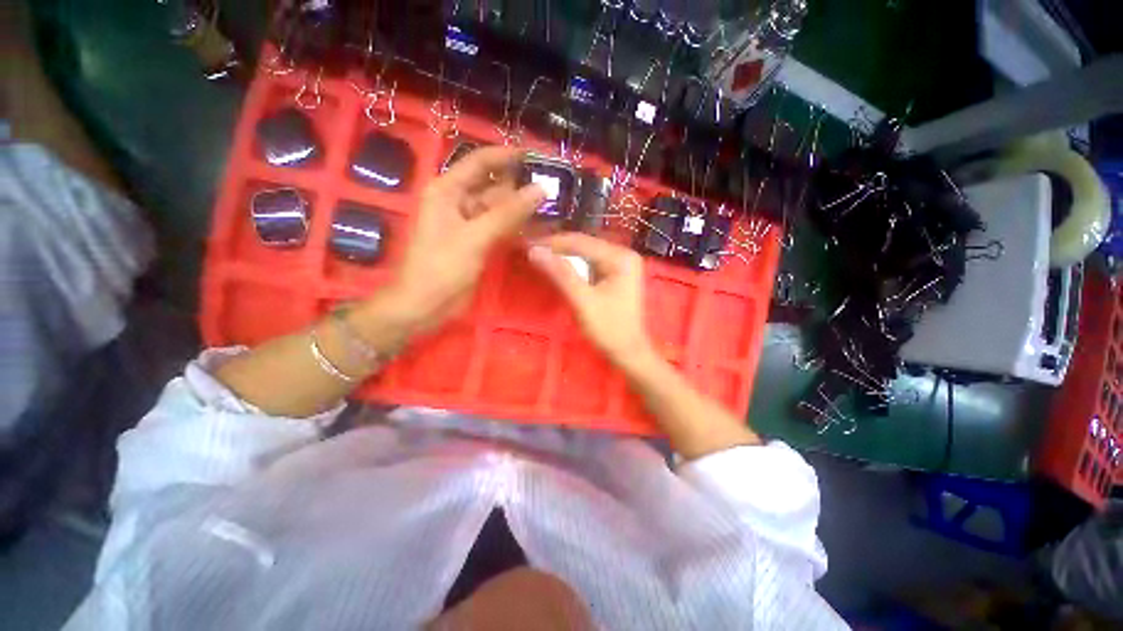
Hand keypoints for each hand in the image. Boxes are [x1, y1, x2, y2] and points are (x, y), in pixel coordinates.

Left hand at [386, 146, 544, 333]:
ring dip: (523, 210)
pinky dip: (518, 229)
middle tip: (555, 188)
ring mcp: (470, 224)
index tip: (538, 156)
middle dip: (521, 187)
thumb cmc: (441, 267)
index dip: (508, 156)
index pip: (481, 162)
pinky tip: (539, 230)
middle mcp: (458, 202)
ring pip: (500, 210)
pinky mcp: (478, 243)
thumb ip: (508, 213)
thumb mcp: (475, 237)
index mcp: (448, 190)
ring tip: (554, 207)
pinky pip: (501, 229)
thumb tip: (540, 189)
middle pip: (494, 187)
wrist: (424, 306)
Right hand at [528, 233, 656, 369]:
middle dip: (557, 248)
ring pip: (585, 253)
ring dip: (563, 255)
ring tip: (540, 255)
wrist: (629, 352)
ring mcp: (621, 264)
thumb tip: (535, 250)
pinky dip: (573, 266)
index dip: (552, 243)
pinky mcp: (616, 274)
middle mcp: (623, 254)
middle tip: (531, 249)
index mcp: (620, 257)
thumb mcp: (582, 301)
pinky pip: (590, 263)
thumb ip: (560, 274)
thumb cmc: (608, 328)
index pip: (580, 242)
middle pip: (584, 245)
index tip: (528, 244)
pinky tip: (558, 266)